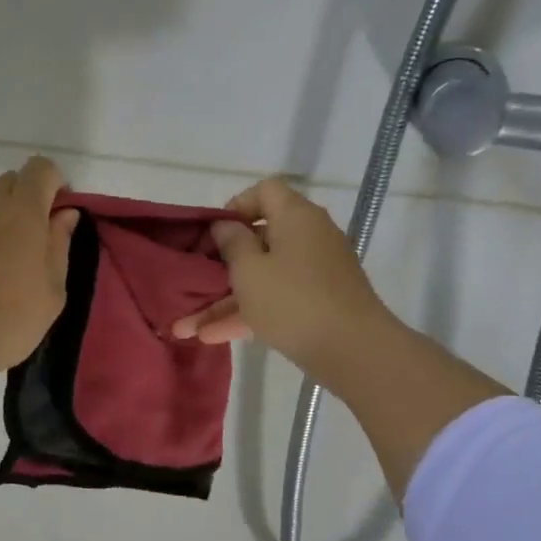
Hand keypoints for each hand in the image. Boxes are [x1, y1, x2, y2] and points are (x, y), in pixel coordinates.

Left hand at [0, 156, 78, 422]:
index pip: (41, 169)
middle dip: (31, 197)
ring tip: (15, 259)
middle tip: (41, 239)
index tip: (63, 216)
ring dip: (7, 217)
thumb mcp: (53, 289)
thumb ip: (60, 245)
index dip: (57, 184)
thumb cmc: (11, 317)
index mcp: (22, 210)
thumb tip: (64, 214)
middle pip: (13, 180)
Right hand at [171, 178, 400, 384]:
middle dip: (222, 263)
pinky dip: (249, 314)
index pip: (265, 191)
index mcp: (296, 217)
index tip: (213, 234)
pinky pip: (276, 300)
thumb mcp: (250, 271)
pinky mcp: (318, 304)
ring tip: (188, 325)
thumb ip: (232, 244)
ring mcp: (316, 273)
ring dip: (227, 299)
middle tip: (194, 280)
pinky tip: (212, 338)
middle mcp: (310, 238)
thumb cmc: (293, 300)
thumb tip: (226, 225)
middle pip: (261, 239)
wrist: (353, 349)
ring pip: (264, 277)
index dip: (235, 206)